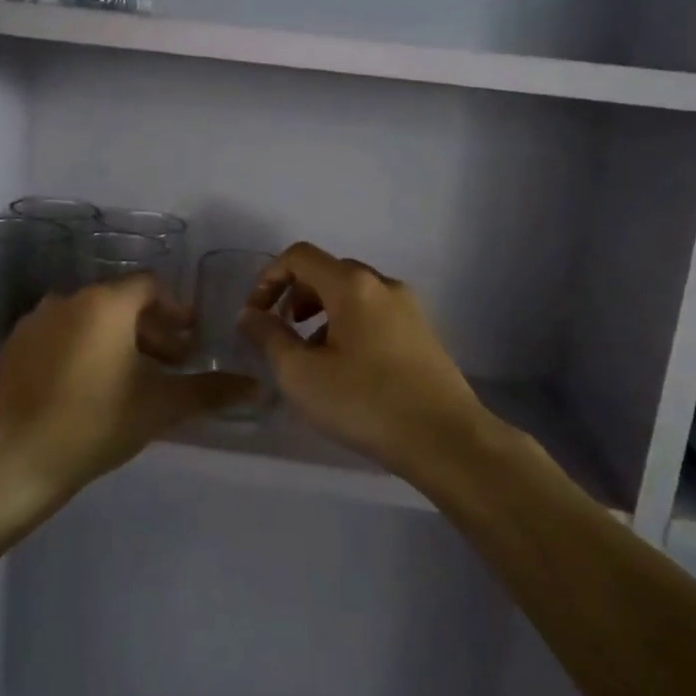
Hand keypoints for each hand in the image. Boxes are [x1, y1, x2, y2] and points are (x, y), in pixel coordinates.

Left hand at [0, 273, 256, 495]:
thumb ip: (210, 390)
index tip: (190, 341)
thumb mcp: (161, 406)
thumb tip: (256, 387)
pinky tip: (89, 388)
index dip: (176, 310)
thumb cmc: (96, 424)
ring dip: (117, 340)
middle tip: (169, 365)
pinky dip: (82, 349)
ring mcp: (35, 322)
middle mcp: (69, 299)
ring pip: (89, 319)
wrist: (14, 463)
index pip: (151, 286)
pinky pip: (59, 336)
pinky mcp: (13, 347)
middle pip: (121, 303)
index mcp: (106, 304)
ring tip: (131, 379)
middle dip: (151, 330)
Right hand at [240, 242, 486, 476]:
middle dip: (295, 295)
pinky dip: (349, 326)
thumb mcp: (301, 374)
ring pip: (354, 295)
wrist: (446, 440)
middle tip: (281, 332)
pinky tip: (346, 369)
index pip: (300, 256)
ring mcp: (409, 308)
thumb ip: (269, 337)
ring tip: (310, 355)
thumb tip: (250, 314)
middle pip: (328, 272)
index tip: (255, 314)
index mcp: (352, 285)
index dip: (268, 277)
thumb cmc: (365, 402)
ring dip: (322, 313)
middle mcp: (384, 285)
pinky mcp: (423, 334)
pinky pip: (375, 315)